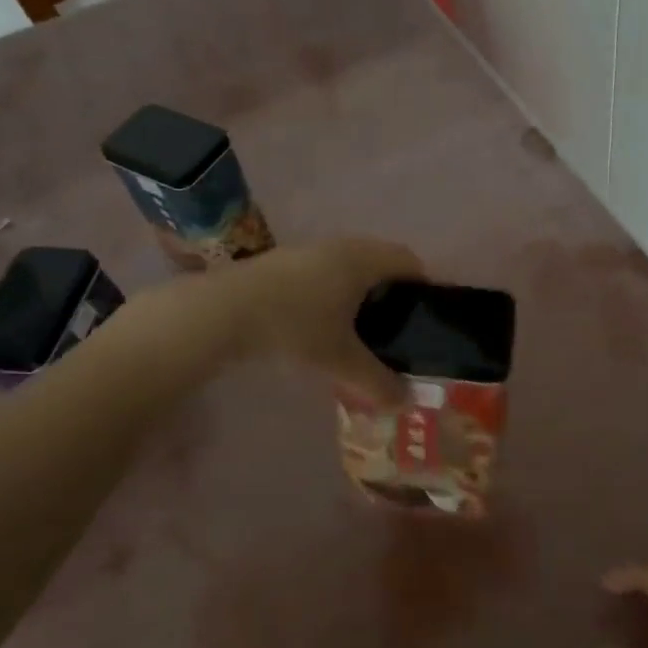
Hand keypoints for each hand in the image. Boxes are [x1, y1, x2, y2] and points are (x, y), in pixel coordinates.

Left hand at [231, 239, 424, 404]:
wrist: (223, 311)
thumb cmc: (295, 326)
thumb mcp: (340, 360)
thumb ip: (376, 382)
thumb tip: (406, 402)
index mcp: (363, 260)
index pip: (409, 260)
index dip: (423, 285)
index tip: (423, 316)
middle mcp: (341, 245)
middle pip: (380, 260)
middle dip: (391, 290)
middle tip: (394, 328)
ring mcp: (308, 249)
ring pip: (349, 264)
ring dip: (359, 289)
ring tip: (358, 328)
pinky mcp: (282, 260)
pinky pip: (323, 270)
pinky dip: (332, 290)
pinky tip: (319, 322)